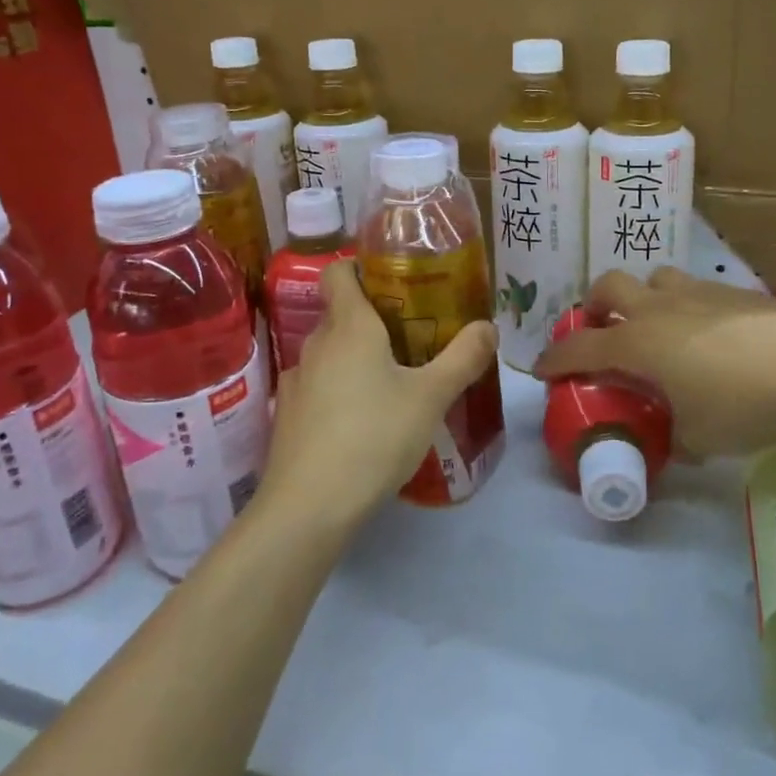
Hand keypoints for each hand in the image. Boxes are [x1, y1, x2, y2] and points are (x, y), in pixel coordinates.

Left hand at [262, 260, 496, 526]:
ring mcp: (296, 382)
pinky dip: (339, 393)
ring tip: (392, 385)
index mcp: (349, 327)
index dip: (361, 268)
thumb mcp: (431, 397)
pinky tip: (363, 424)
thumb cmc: (374, 436)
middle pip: (341, 315)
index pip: (339, 272)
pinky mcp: (287, 417)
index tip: (393, 282)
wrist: (308, 507)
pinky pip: (318, 389)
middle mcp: (316, 345)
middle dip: (374, 321)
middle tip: (414, 339)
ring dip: (357, 360)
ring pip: (330, 355)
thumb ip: (463, 358)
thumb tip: (489, 326)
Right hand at [535, 268, 775, 459]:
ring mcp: (697, 293)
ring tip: (659, 326)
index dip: (555, 359)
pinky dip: (689, 307)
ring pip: (655, 278)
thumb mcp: (698, 437)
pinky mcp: (734, 291)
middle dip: (595, 306)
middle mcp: (658, 309)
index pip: (579, 347)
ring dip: (645, 298)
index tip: (542, 370)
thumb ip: (677, 436)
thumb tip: (678, 440)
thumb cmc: (740, 405)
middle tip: (603, 330)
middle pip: (608, 287)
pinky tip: (712, 335)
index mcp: (637, 344)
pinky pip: (696, 289)